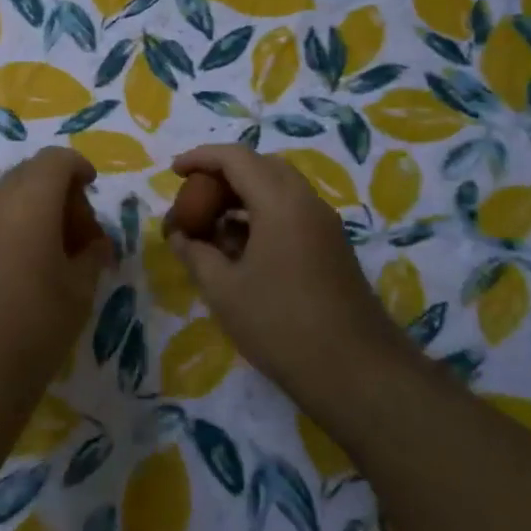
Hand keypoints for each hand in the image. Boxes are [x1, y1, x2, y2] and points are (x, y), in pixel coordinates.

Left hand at [0, 147, 113, 393]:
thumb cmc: (37, 325)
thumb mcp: (80, 290)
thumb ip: (92, 256)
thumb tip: (95, 245)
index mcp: (30, 202)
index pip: (55, 160)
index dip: (78, 167)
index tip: (93, 188)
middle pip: (30, 173)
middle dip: (59, 190)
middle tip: (80, 231)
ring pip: (7, 195)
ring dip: (34, 208)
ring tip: (55, 250)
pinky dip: (13, 225)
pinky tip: (26, 266)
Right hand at [166, 145, 400, 410]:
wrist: (356, 373)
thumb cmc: (281, 325)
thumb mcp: (224, 291)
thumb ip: (195, 254)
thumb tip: (180, 235)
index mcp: (280, 203)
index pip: (236, 158)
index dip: (201, 158)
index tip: (174, 172)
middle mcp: (307, 203)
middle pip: (260, 167)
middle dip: (222, 176)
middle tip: (193, 200)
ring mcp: (324, 225)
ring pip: (278, 190)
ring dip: (241, 198)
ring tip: (210, 229)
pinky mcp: (331, 248)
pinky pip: (291, 213)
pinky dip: (260, 217)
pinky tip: (239, 251)